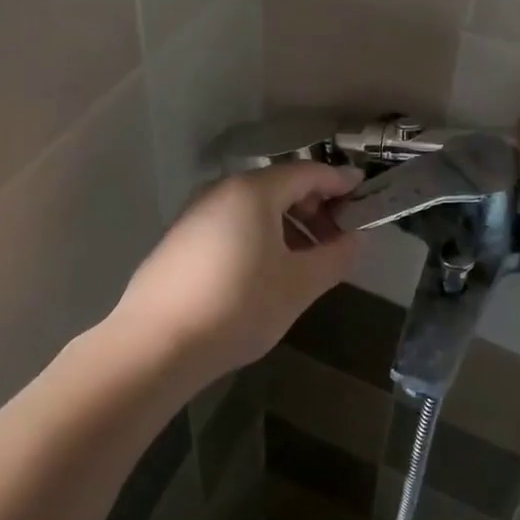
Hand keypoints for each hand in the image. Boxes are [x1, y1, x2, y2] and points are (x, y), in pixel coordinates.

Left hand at [112, 161, 361, 380]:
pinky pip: (232, 223)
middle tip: (339, 237)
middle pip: (281, 185)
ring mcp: (196, 213)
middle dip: (315, 207)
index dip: (341, 183)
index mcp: (254, 191)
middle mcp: (223, 190)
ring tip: (307, 259)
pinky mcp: (180, 239)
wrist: (153, 346)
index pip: (309, 173)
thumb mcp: (298, 285)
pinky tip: (266, 270)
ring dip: (289, 224)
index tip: (365, 195)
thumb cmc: (238, 306)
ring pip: (255, 206)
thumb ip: (335, 257)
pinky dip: (260, 234)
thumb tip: (357, 239)